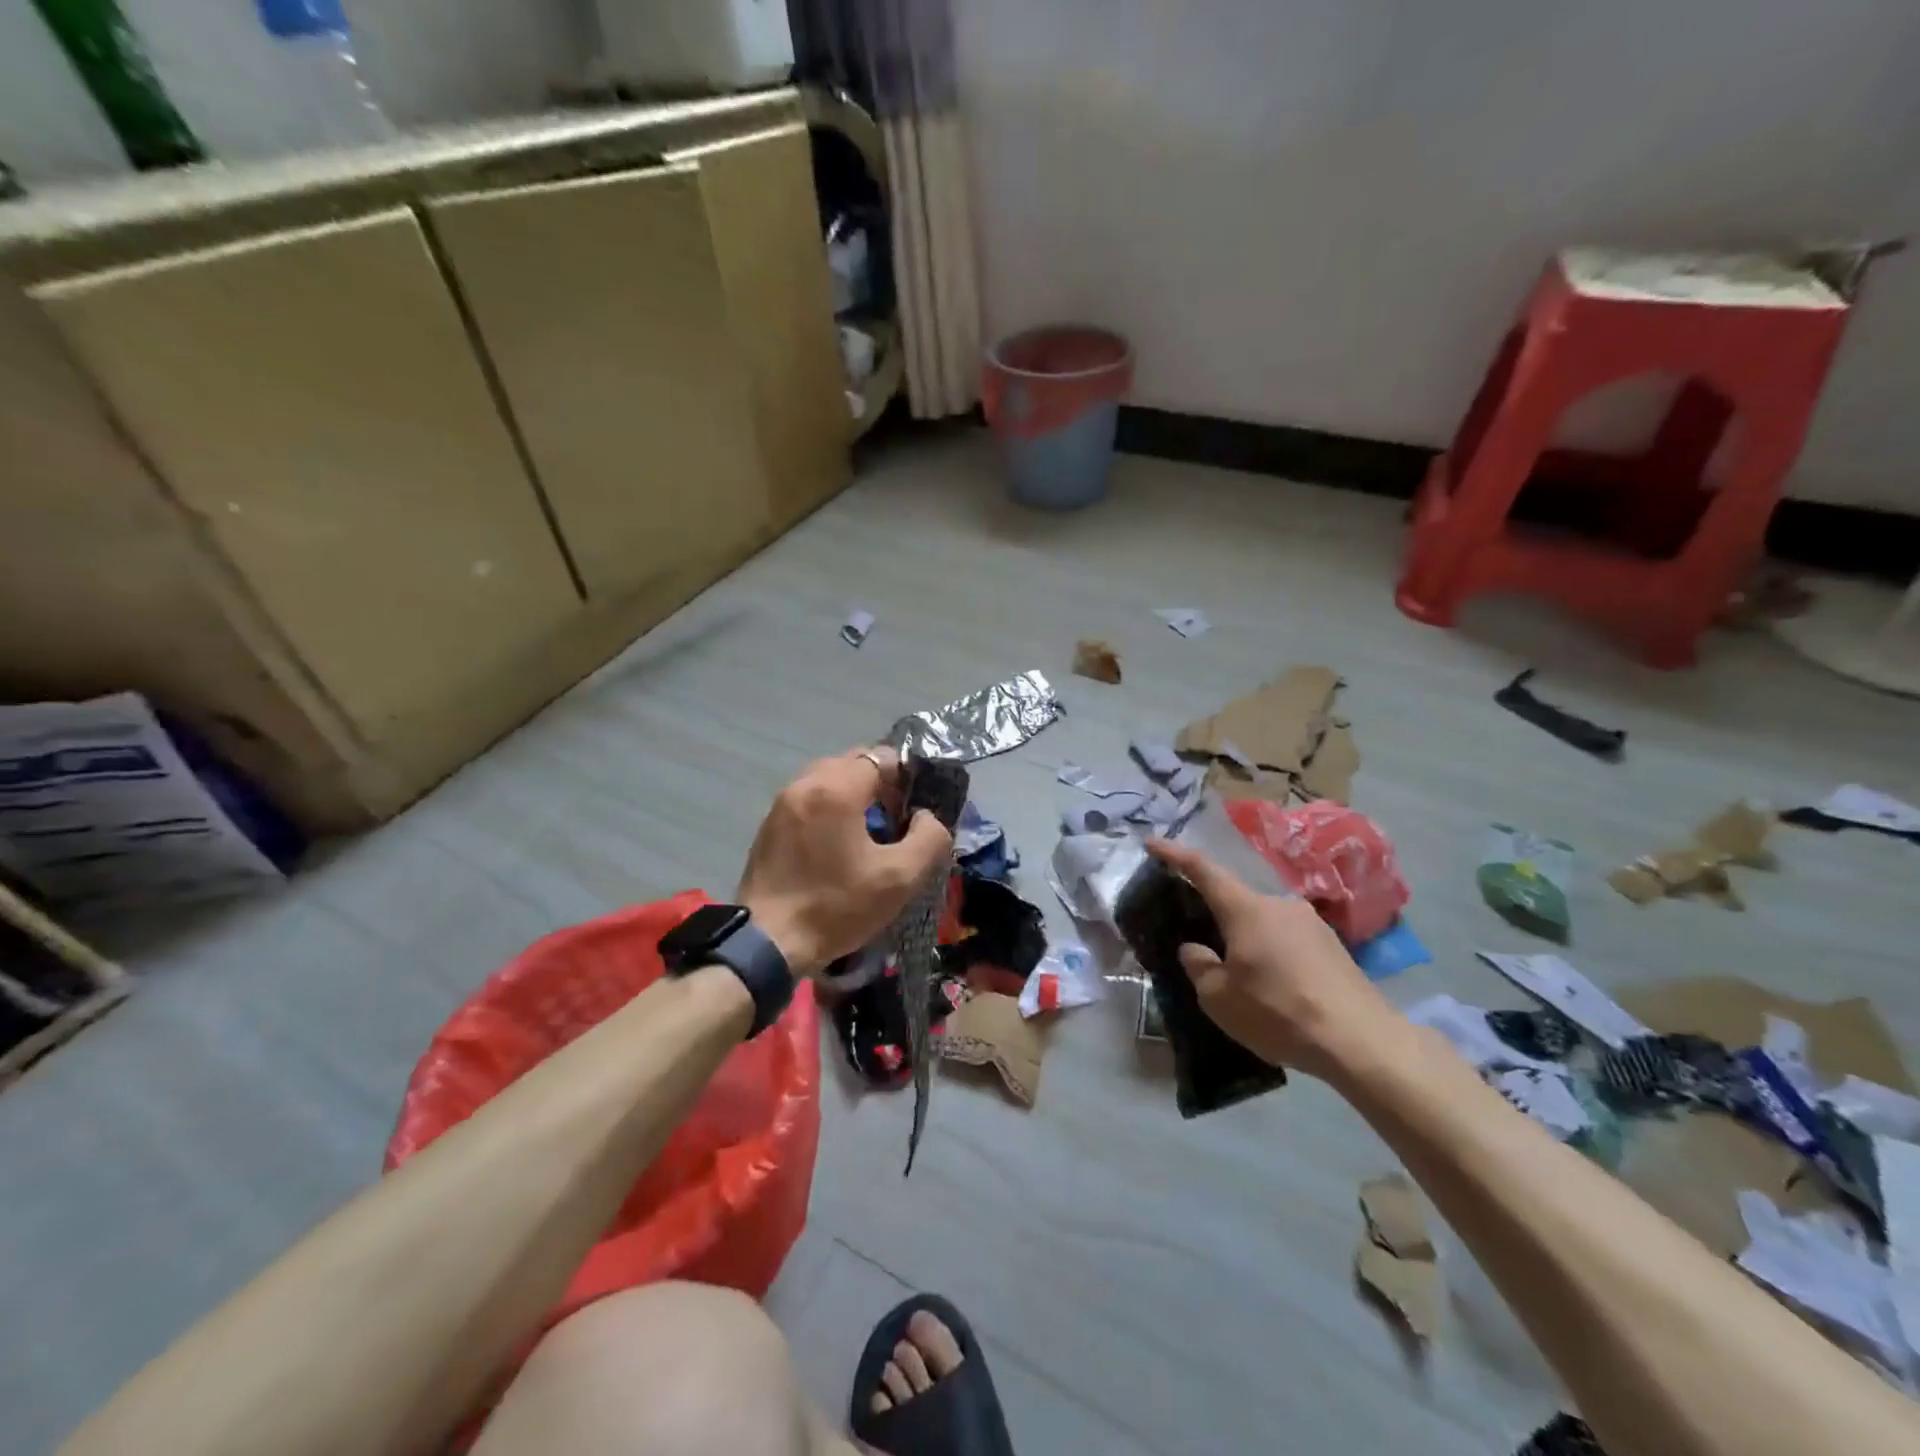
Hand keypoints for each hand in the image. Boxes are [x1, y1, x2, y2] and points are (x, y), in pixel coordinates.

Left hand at [737, 747, 953, 979]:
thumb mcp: (900, 879)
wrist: (767, 944)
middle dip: (879, 783)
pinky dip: (828, 809)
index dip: (905, 777)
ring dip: (852, 795)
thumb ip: (929, 838)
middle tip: (894, 819)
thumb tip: (925, 817)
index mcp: (836, 789)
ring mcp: (781, 803)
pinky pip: (808, 799)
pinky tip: (837, 845)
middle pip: (852, 763)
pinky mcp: (768, 825)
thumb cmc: (837, 907)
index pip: (881, 756)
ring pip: (827, 779)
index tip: (914, 808)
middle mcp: (804, 784)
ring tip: (867, 833)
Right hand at [1145, 837, 1397, 1079]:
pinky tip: (1276, 989)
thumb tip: (1195, 949)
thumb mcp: (1220, 999)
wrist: (1362, 1041)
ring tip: (1244, 980)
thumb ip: (1199, 967)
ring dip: (1248, 942)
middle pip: (1236, 901)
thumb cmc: (1280, 1013)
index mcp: (1246, 909)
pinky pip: (1288, 940)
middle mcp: (1278, 904)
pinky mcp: (1333, 946)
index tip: (1152, 842)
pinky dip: (1273, 955)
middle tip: (1205, 949)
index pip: (1203, 870)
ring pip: (1263, 923)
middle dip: (1217, 919)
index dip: (1174, 854)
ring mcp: (1310, 923)